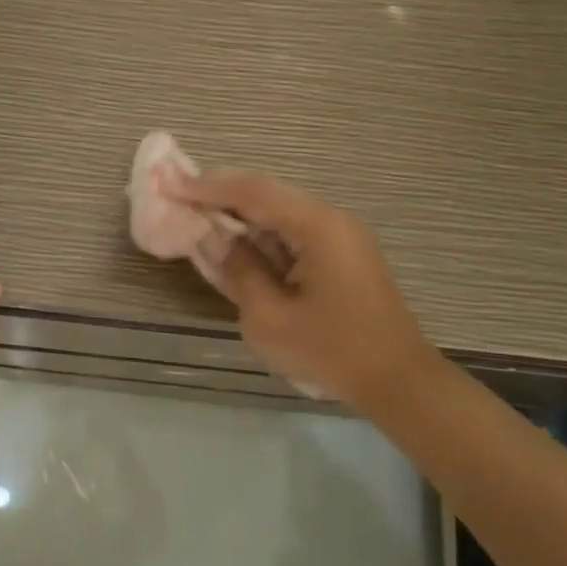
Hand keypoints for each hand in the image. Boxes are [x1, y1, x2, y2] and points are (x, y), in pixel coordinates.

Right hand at [173, 169, 440, 417]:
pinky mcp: (340, 255)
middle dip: (219, 193)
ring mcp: (339, 236)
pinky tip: (234, 241)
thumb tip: (215, 239)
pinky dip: (258, 233)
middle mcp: (330, 220)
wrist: (398, 382)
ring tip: (196, 212)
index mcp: (317, 227)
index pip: (252, 193)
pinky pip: (290, 232)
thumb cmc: (332, 352)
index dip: (206, 187)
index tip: (168, 183)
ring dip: (238, 212)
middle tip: (177, 193)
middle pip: (266, 194)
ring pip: (277, 211)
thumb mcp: (269, 318)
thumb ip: (238, 270)